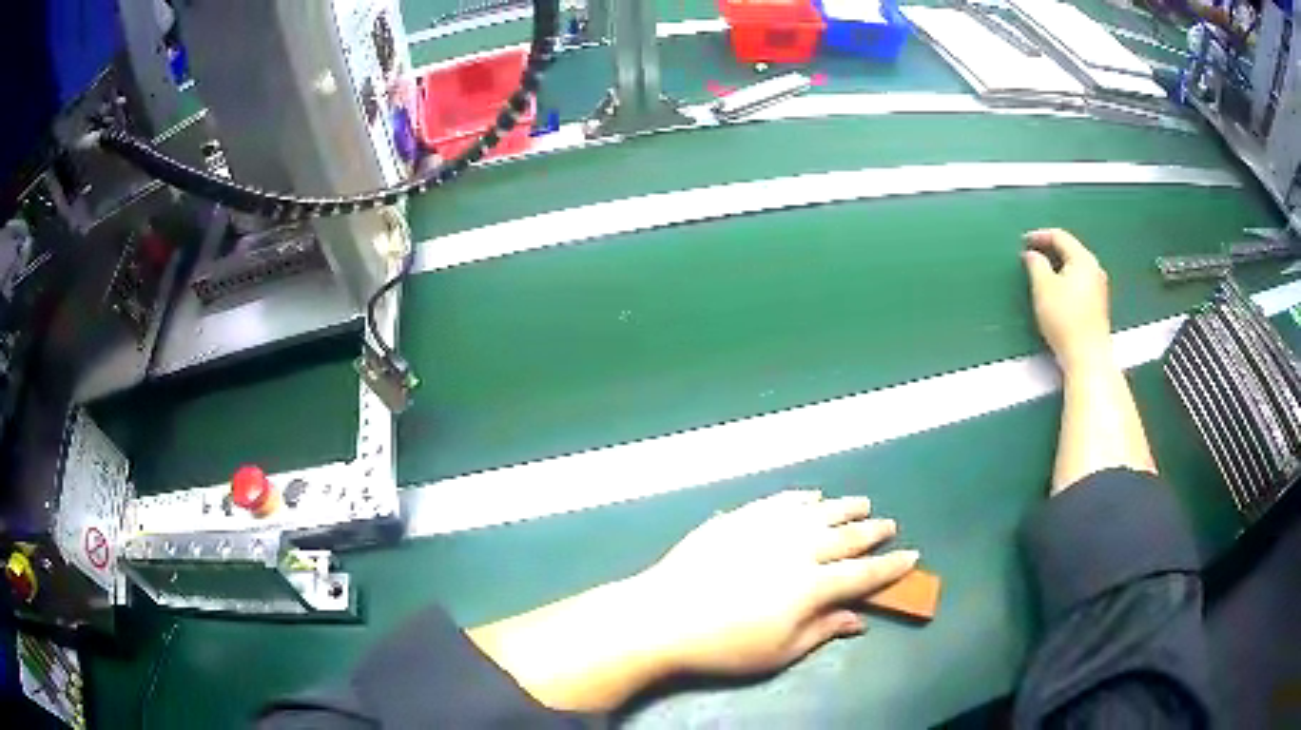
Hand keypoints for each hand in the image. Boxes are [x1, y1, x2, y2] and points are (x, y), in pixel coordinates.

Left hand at [638, 490, 919, 676]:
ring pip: (817, 512)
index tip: (912, 556)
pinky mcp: (740, 518)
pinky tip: (811, 497)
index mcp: (813, 585)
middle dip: (872, 531)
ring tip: (861, 504)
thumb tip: (858, 618)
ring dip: (843, 507)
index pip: (863, 574)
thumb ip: (823, 630)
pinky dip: (800, 498)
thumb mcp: (780, 651)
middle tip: (889, 525)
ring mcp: (767, 528)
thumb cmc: (725, 645)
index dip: (891, 567)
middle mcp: (798, 548)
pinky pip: (779, 501)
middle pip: (845, 537)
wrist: (663, 616)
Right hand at [1022, 228, 1112, 371]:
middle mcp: (1095, 269)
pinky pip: (1080, 283)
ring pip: (1075, 268)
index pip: (1059, 236)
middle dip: (1050, 251)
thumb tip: (1032, 255)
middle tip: (1031, 256)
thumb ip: (1036, 264)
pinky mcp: (1099, 306)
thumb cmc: (1065, 319)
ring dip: (1058, 267)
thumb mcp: (1043, 287)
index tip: (1023, 242)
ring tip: (1042, 275)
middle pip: (1070, 250)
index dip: (1039, 236)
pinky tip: (1057, 293)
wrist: (1088, 357)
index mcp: (1083, 258)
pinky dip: (1066, 281)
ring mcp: (1100, 288)